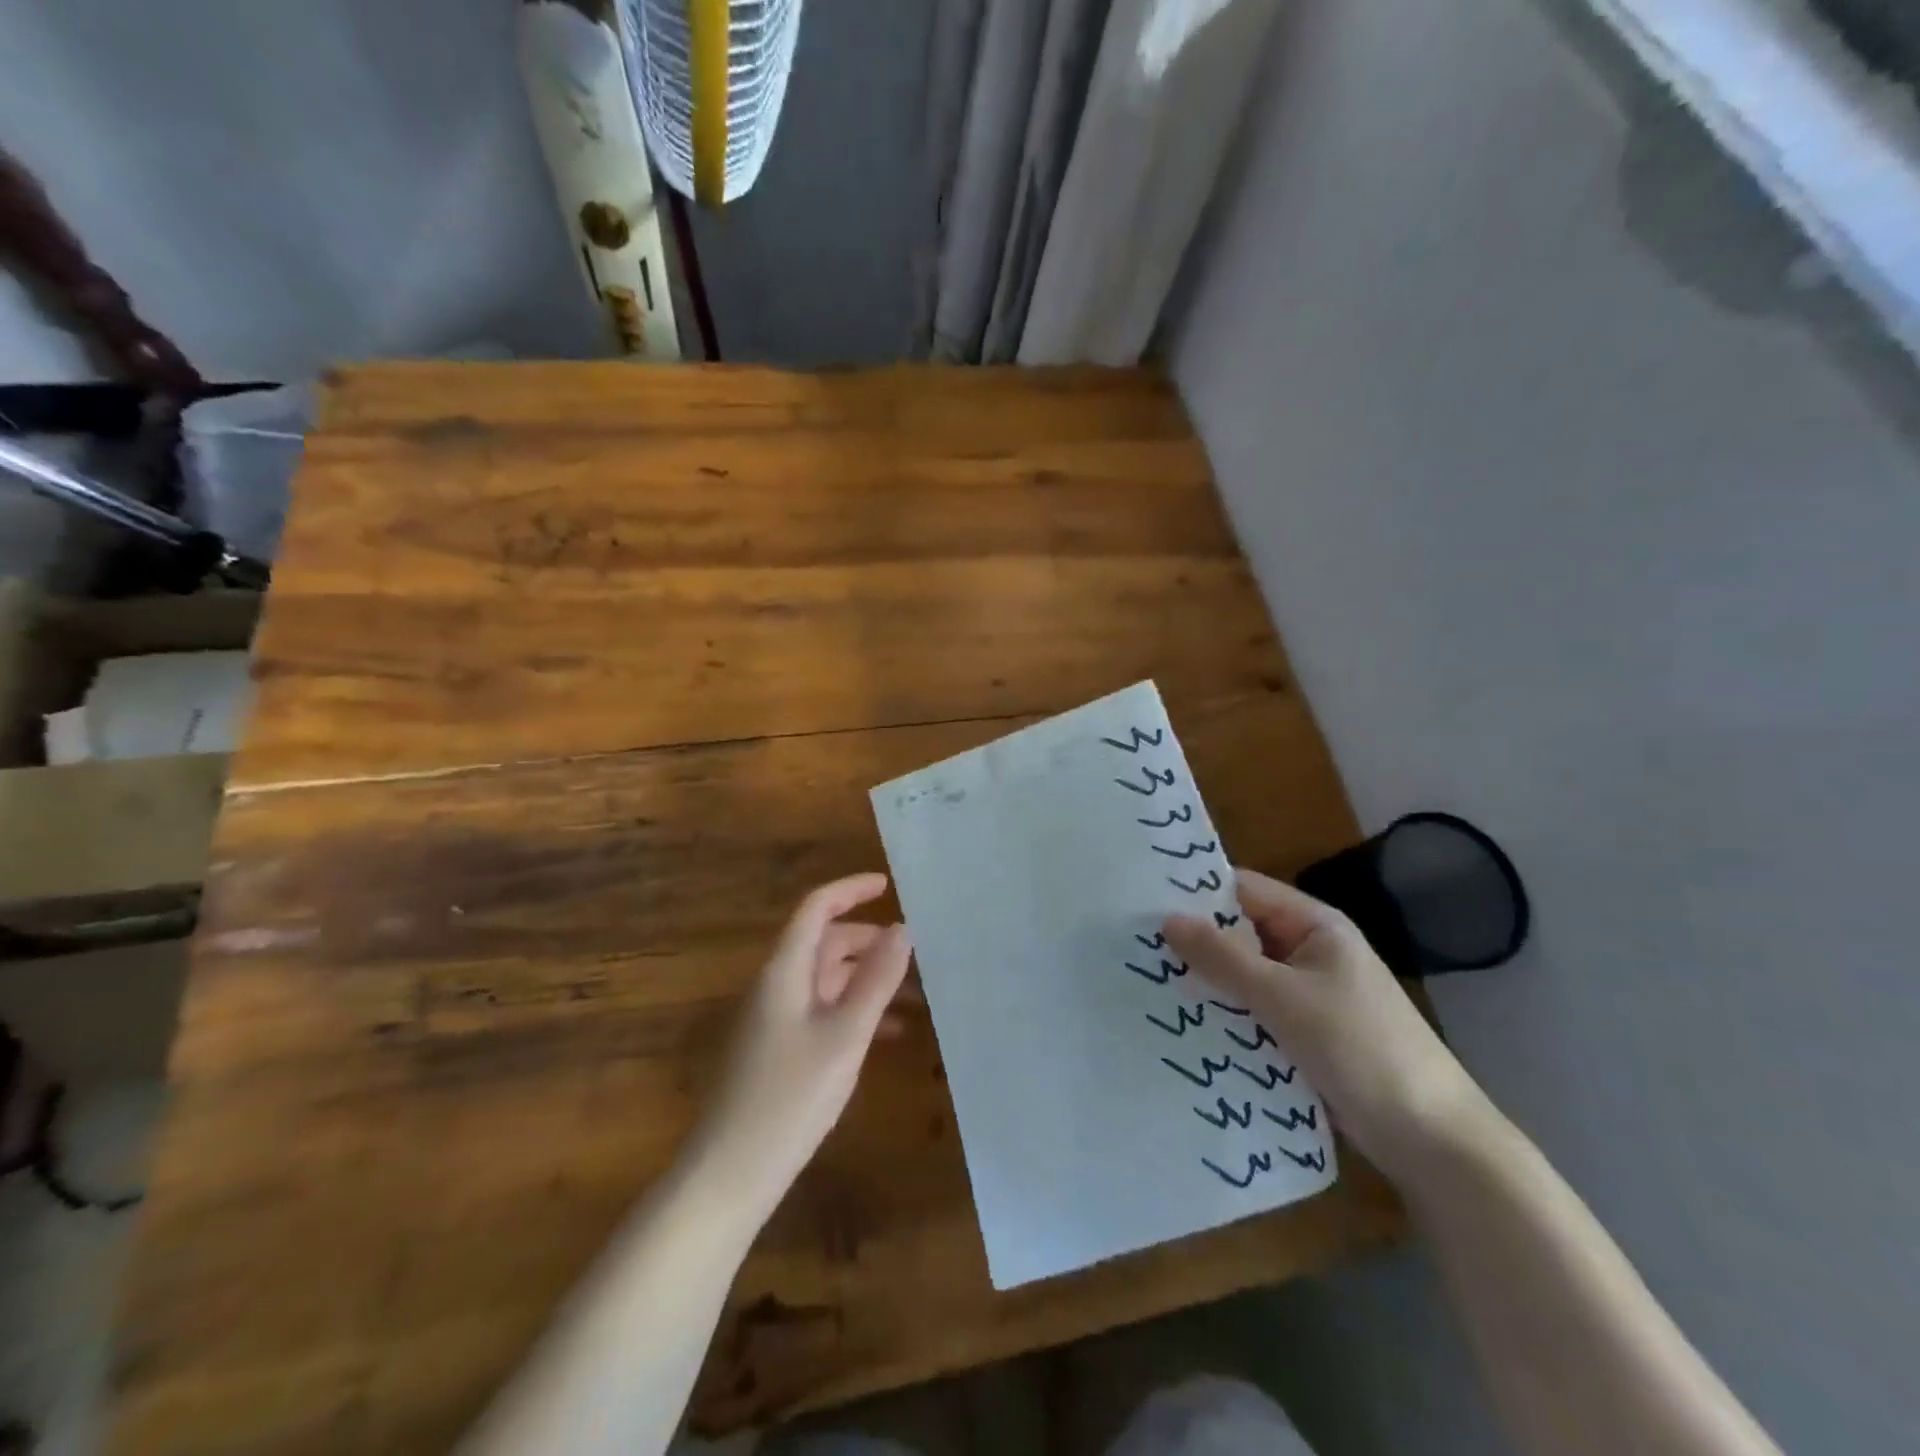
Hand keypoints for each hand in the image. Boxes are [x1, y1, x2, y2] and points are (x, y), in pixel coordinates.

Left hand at [687, 873, 913, 1224]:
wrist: (731, 1173)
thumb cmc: (790, 1096)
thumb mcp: (845, 1035)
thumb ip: (876, 980)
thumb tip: (903, 928)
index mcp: (785, 970)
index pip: (816, 908)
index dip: (851, 890)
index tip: (888, 885)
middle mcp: (778, 985)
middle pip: (825, 943)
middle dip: (870, 941)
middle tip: (915, 952)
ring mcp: (776, 1018)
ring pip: (828, 980)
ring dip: (868, 980)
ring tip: (915, 995)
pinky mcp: (780, 1049)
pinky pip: (823, 1011)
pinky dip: (855, 1010)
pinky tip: (889, 1034)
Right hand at [1163, 868, 1487, 1182]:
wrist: (1433, 1141)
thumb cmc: (1361, 1049)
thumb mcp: (1285, 998)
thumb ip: (1224, 958)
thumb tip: (1168, 919)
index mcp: (1315, 925)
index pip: (1244, 891)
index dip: (1197, 892)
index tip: (1142, 898)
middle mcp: (1310, 952)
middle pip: (1242, 934)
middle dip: (1195, 941)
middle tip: (1132, 944)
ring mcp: (1308, 996)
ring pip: (1244, 977)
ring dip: (1207, 982)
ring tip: (1143, 982)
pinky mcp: (1305, 1035)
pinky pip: (1254, 1013)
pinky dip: (1225, 1015)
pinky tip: (1182, 1024)